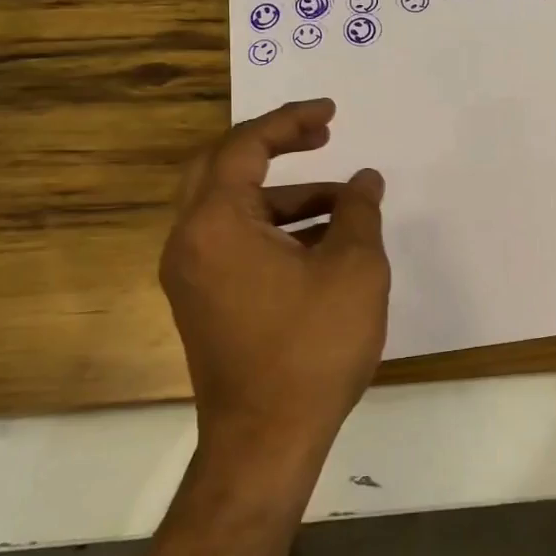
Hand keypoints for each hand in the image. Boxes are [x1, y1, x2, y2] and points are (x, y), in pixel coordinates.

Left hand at [161, 99, 389, 459]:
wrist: (266, 442)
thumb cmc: (312, 348)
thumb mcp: (354, 269)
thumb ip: (360, 212)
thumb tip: (364, 181)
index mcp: (216, 224)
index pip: (245, 147)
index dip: (290, 121)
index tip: (331, 113)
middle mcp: (190, 241)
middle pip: (224, 168)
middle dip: (276, 146)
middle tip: (323, 136)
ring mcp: (193, 275)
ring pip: (234, 210)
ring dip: (287, 196)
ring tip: (347, 204)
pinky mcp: (205, 302)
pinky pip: (236, 243)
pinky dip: (276, 230)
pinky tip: (325, 243)